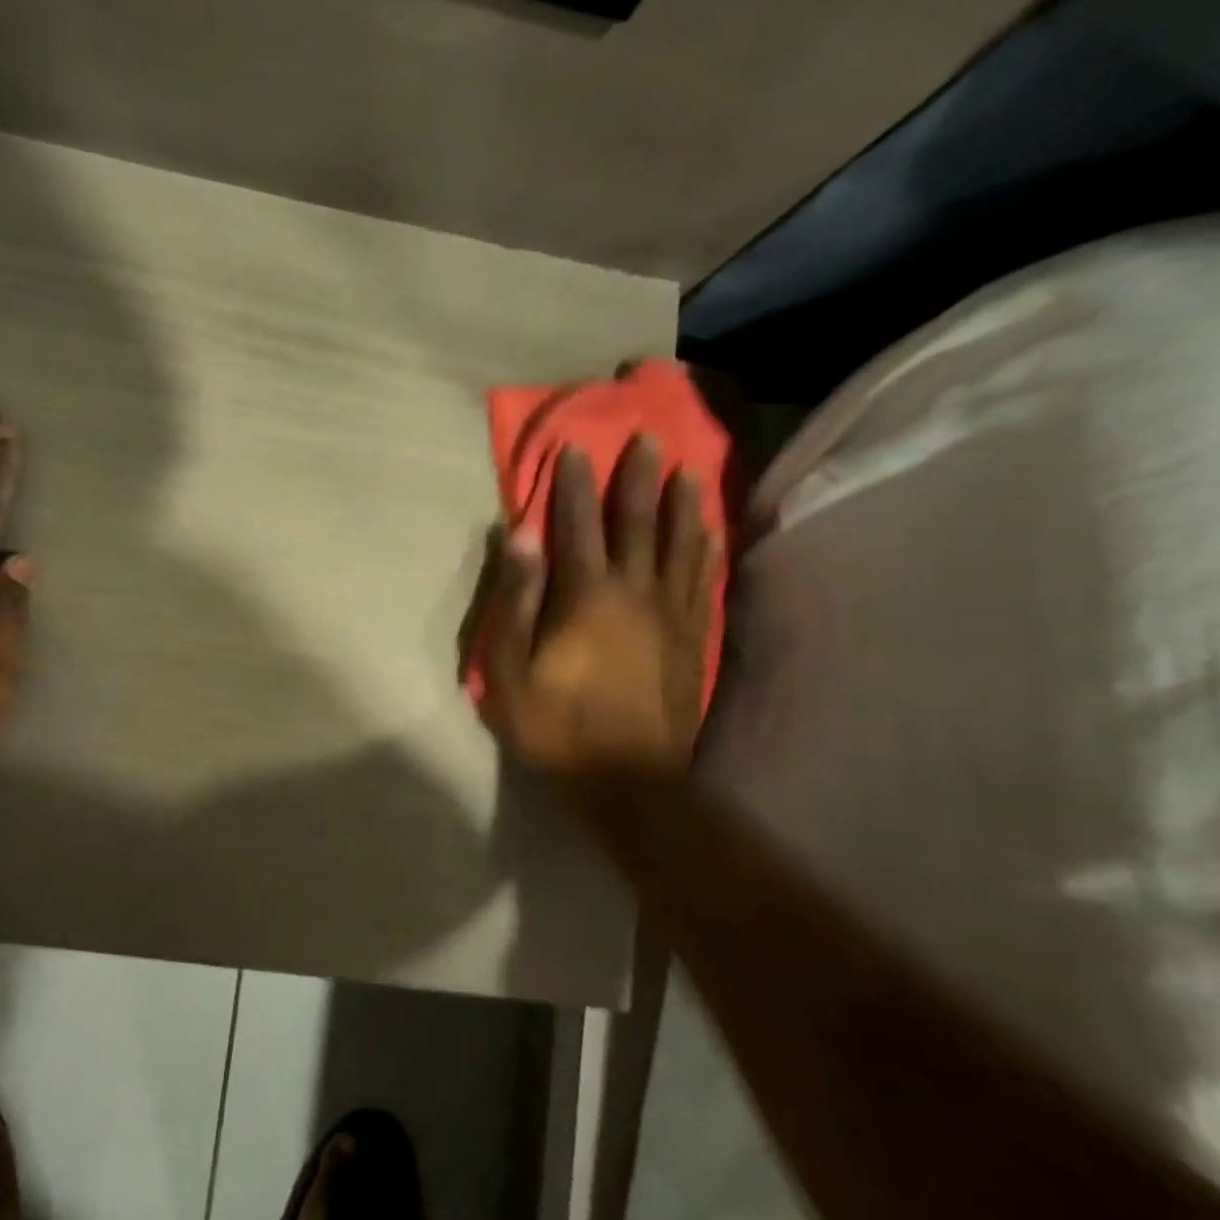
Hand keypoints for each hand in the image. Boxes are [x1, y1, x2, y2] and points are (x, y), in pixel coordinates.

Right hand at [464, 438, 715, 777]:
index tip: (575, 447)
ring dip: (682, 505)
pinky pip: (702, 580)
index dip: (573, 485)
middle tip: (647, 439)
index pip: (577, 526)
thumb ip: (517, 597)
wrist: (627, 780)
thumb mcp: (510, 669)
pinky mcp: (693, 638)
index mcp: (586, 597)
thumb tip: (520, 534)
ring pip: (681, 545)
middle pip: (639, 523)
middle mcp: (635, 592)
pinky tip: (709, 533)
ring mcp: (671, 614)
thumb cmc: (555, 726)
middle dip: (638, 479)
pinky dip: (705, 549)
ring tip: (688, 471)